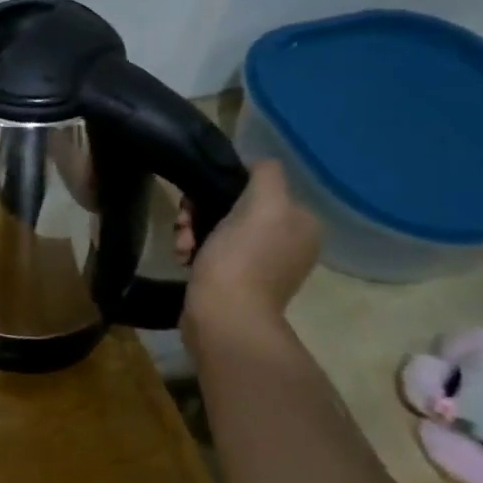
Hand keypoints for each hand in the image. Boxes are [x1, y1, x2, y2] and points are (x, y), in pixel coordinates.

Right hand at [175, 158, 319, 341]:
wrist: (223, 316)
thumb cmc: (242, 258)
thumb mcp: (263, 204)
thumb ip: (266, 175)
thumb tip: (257, 166)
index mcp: (301, 223)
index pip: (257, 187)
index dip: (223, 188)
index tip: (198, 201)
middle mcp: (288, 242)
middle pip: (235, 209)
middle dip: (202, 213)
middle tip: (184, 225)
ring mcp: (263, 265)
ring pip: (219, 230)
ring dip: (193, 232)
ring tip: (181, 246)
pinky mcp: (237, 282)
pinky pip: (213, 254)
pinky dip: (194, 252)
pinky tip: (183, 259)